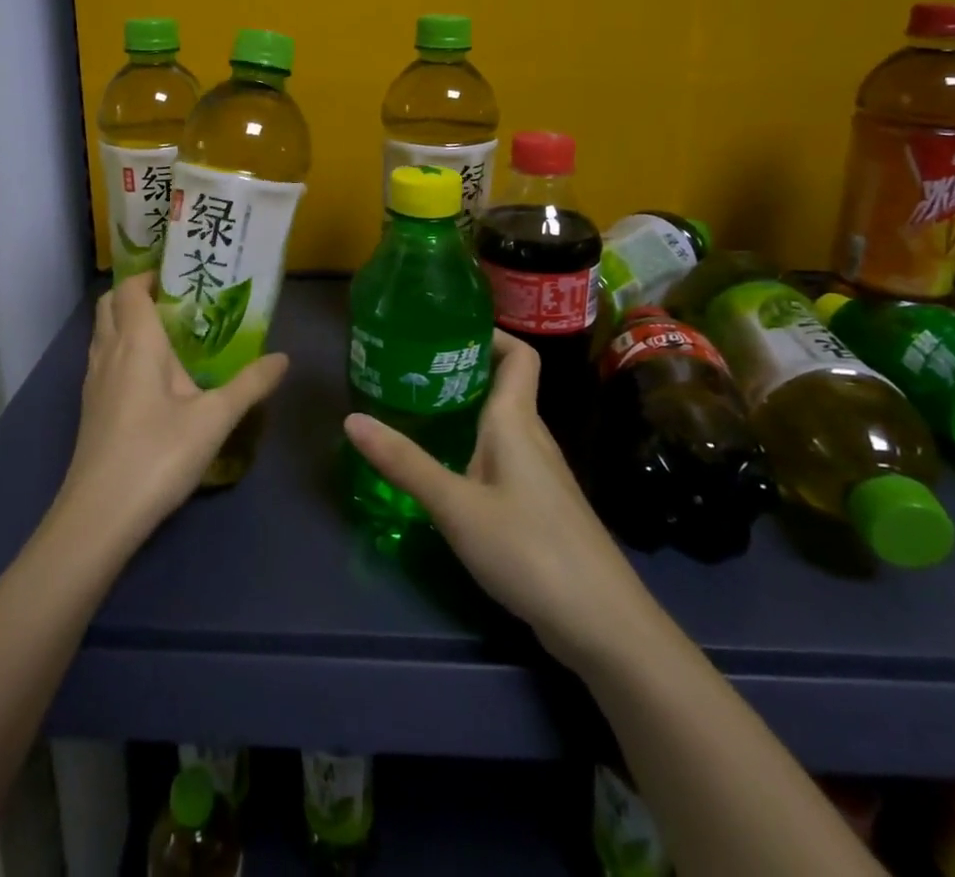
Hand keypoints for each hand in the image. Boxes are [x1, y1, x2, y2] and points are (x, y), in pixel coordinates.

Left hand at [56, 273, 287, 548]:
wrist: (99, 516)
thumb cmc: (158, 455)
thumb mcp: (215, 419)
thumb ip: (250, 385)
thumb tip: (283, 357)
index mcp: (136, 342)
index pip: (131, 289)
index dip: (150, 275)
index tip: (181, 275)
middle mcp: (108, 352)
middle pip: (110, 305)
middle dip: (137, 294)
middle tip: (176, 301)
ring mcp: (93, 381)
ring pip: (103, 333)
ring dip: (127, 322)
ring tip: (168, 334)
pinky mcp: (90, 407)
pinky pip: (103, 359)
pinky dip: (122, 350)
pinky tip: (151, 377)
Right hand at [345, 331, 651, 668]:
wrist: (603, 624)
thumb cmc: (530, 550)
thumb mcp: (456, 506)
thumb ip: (405, 463)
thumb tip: (351, 419)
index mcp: (517, 421)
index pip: (518, 355)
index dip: (490, 334)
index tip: (446, 330)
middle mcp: (532, 438)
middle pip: (503, 386)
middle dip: (461, 372)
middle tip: (410, 370)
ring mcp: (540, 475)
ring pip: (501, 425)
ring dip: (465, 412)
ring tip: (417, 412)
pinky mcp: (540, 507)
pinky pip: (503, 458)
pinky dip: (474, 449)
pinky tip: (445, 471)